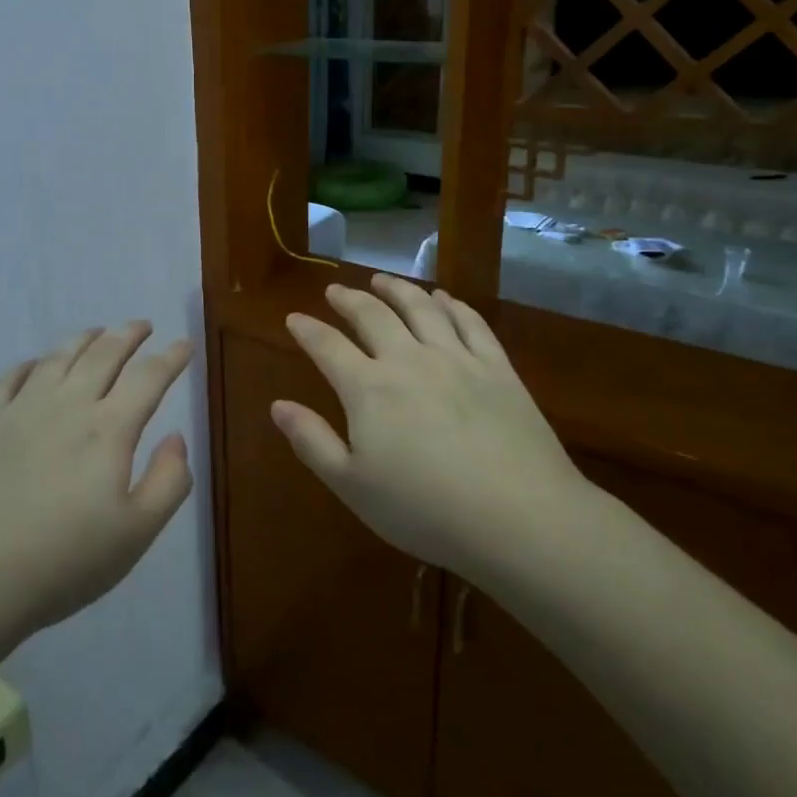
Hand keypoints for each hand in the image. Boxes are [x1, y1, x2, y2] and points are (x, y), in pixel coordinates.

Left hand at [0, 322, 194, 650]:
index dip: (170, 358)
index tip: (184, 344)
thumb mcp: (136, 535)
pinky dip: (29, 363)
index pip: (148, 377)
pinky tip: (34, 365)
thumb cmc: (62, 562)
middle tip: (142, 326)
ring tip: (97, 332)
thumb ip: (168, 482)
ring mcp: (20, 409)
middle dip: (128, 335)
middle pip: (103, 354)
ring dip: (84, 339)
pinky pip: (9, 377)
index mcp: (108, 429)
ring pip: (58, 357)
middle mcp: (67, 405)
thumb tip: (177, 436)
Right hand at [274, 274, 590, 579]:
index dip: (307, 330)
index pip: (327, 346)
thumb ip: (312, 441)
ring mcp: (456, 359)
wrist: (518, 516)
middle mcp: (408, 359)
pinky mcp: (497, 368)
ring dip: (397, 289)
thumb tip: (278, 405)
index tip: (294, 318)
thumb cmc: (425, 510)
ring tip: (382, 280)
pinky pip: (471, 323)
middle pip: (372, 315)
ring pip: (421, 308)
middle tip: (335, 291)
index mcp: (368, 388)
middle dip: (349, 299)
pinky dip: (452, 304)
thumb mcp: (352, 485)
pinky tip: (444, 298)